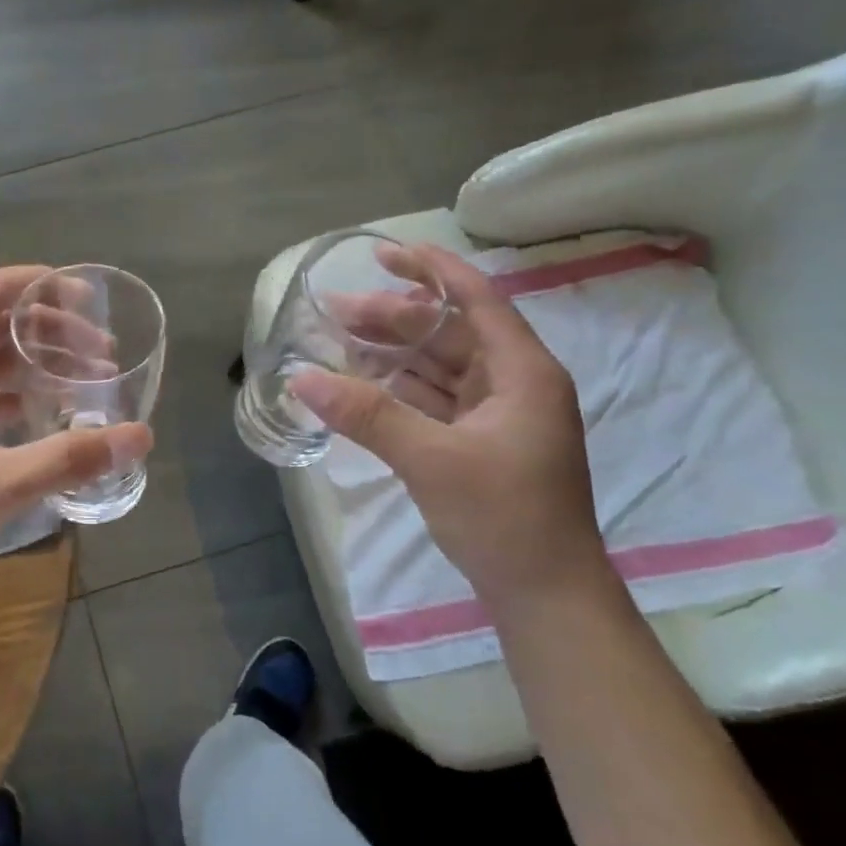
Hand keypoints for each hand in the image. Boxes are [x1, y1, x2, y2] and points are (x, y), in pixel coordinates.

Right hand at [289, 243, 607, 610]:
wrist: (543, 592)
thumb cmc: (501, 516)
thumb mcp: (430, 458)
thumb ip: (367, 413)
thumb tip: (301, 379)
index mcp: (521, 371)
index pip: (476, 298)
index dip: (431, 269)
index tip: (383, 253)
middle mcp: (513, 383)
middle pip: (449, 332)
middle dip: (394, 318)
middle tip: (334, 312)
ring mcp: (497, 415)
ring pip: (439, 367)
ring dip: (392, 354)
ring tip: (338, 343)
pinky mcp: (480, 443)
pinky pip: (435, 400)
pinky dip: (400, 390)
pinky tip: (362, 386)